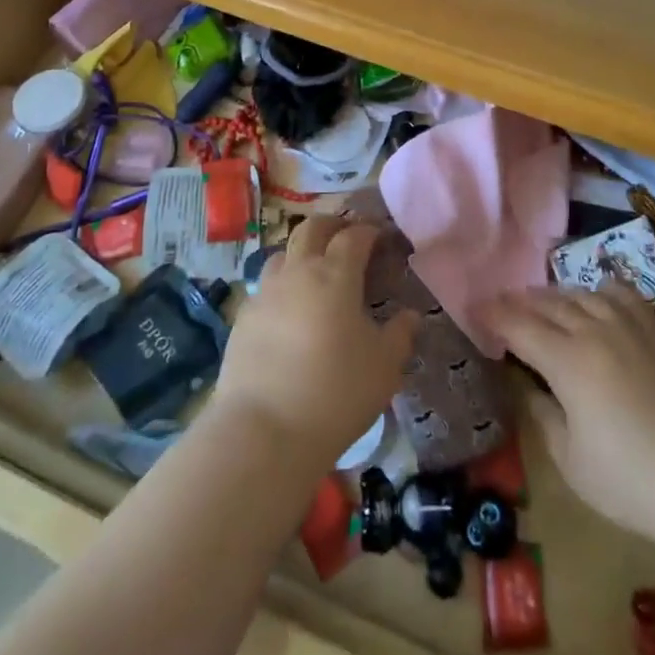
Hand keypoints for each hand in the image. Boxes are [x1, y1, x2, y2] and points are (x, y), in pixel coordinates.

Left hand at [211, 216, 417, 472]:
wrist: (264, 429)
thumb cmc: (336, 392)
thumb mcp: (384, 367)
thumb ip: (400, 335)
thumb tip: (411, 315)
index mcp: (335, 274)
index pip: (354, 236)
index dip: (369, 231)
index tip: (381, 238)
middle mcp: (298, 271)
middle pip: (312, 228)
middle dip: (332, 225)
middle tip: (347, 235)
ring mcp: (266, 292)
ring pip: (282, 253)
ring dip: (302, 251)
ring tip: (315, 271)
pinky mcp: (243, 317)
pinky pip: (265, 287)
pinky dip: (281, 286)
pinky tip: (288, 310)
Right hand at [485, 284, 654, 542]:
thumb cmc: (631, 481)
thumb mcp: (571, 461)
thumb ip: (544, 418)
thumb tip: (531, 391)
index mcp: (567, 361)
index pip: (519, 326)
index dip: (493, 315)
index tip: (474, 309)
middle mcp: (594, 331)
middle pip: (548, 304)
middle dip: (519, 302)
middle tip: (501, 305)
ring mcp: (629, 327)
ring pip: (582, 294)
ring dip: (555, 295)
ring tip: (543, 302)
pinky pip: (622, 295)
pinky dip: (601, 290)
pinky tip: (596, 296)